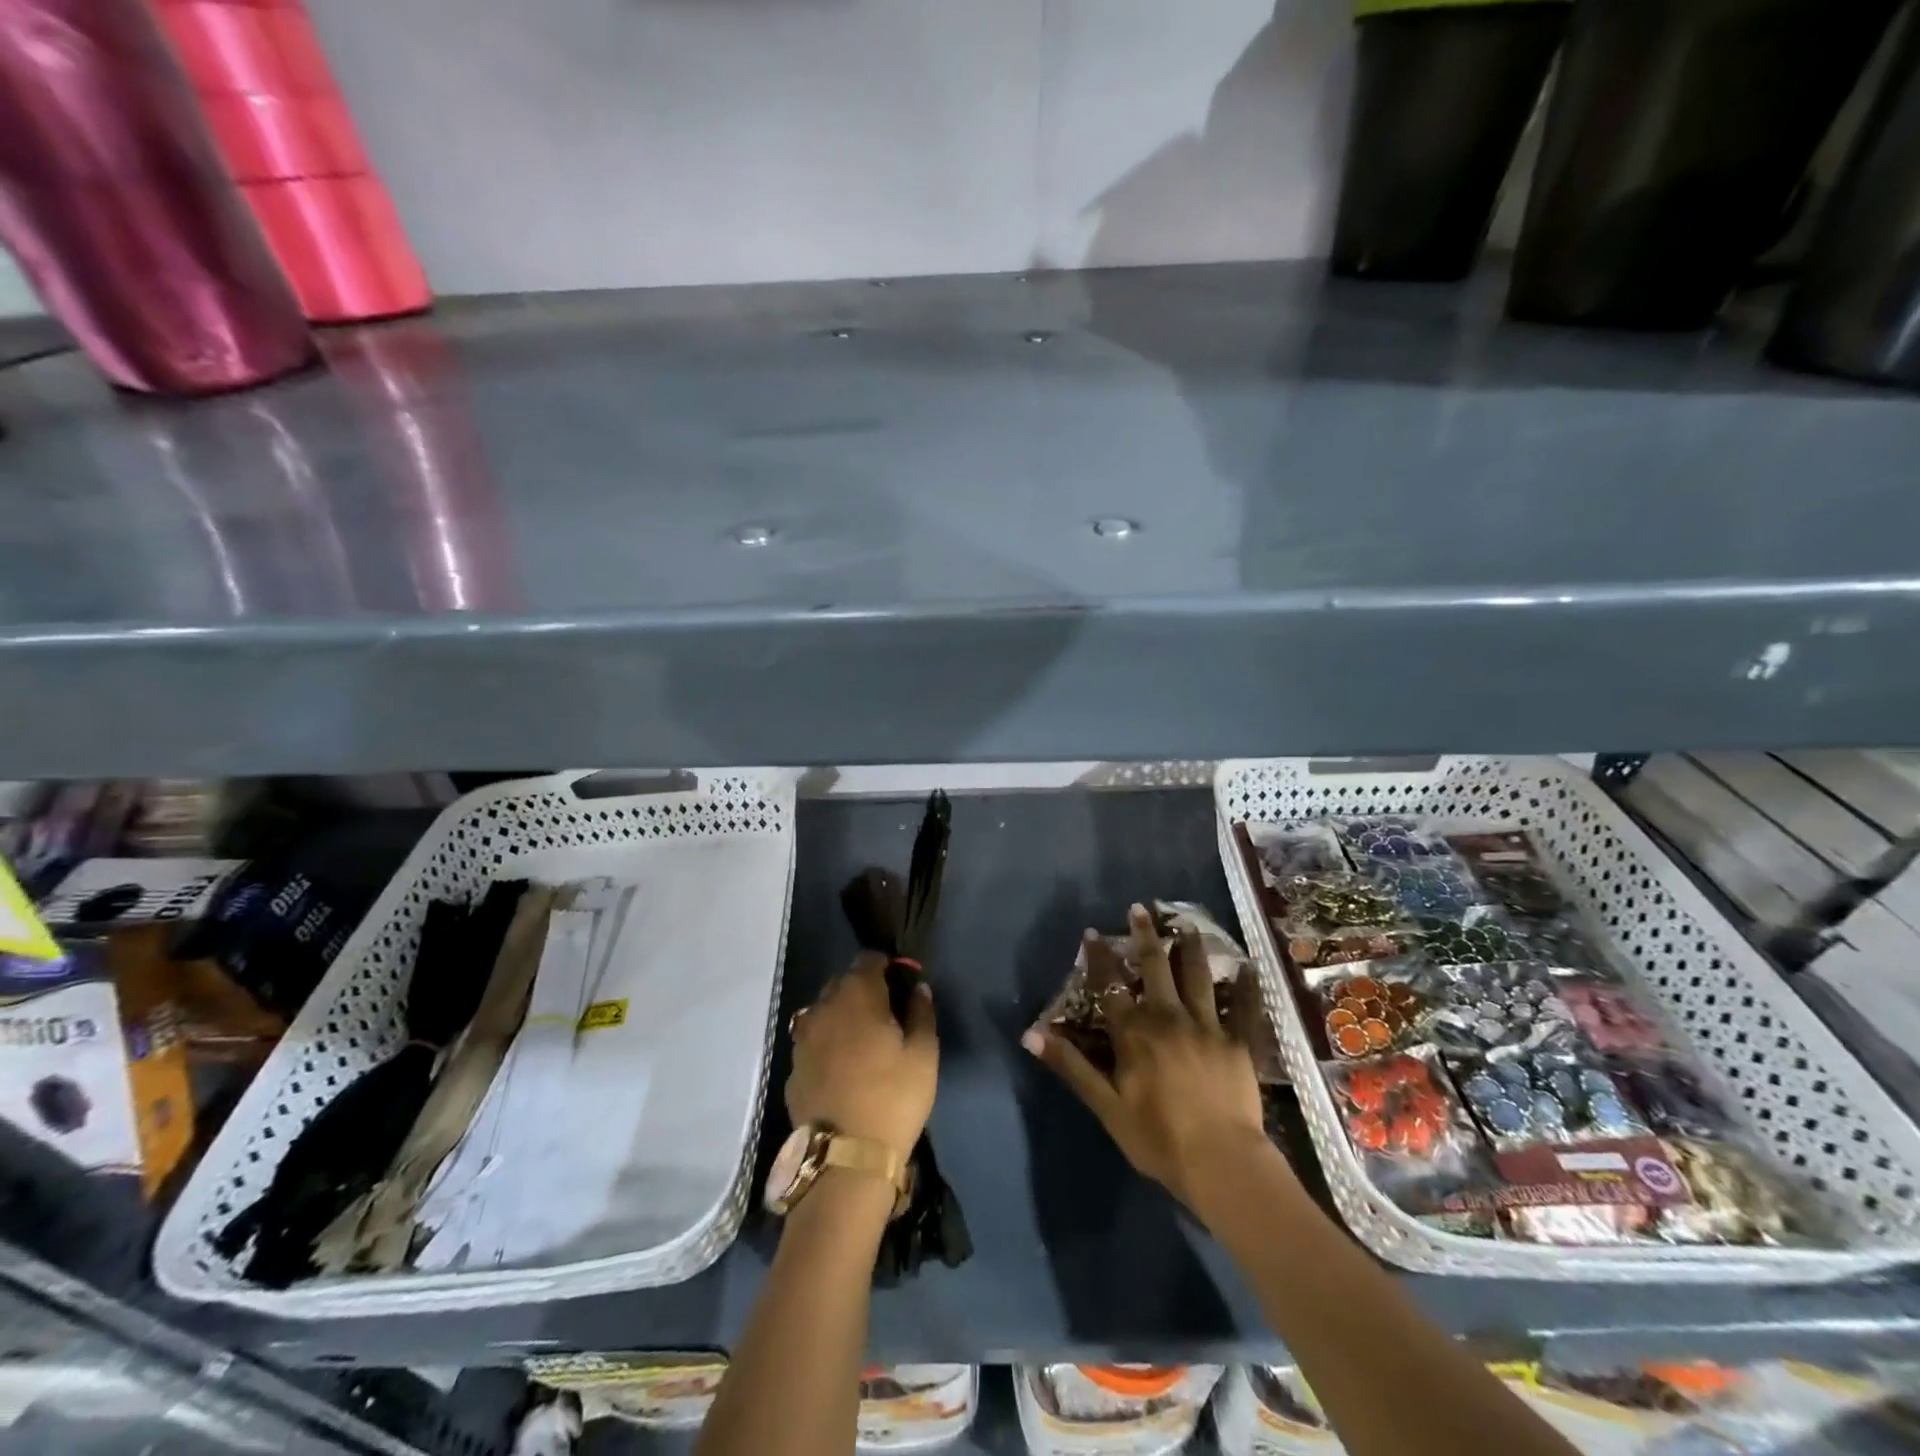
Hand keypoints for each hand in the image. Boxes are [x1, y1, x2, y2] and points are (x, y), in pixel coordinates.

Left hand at [787, 953, 938, 1162]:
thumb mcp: (924, 1055)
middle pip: (842, 982)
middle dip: (863, 989)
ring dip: (841, 1016)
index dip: (886, 966)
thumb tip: (918, 988)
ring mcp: (802, 1038)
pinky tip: (842, 1068)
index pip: (868, 959)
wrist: (845, 1159)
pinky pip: (812, 1042)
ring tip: (862, 1042)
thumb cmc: (893, 1098)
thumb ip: (922, 1013)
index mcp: (857, 994)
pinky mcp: (792, 1068)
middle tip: (885, 1015)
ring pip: (823, 1011)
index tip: (901, 984)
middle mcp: (823, 1007)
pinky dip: (827, 1044)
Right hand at [1024, 904, 1270, 1213]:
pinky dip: (1248, 986)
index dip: (1100, 958)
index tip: (1092, 932)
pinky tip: (1250, 967)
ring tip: (1187, 925)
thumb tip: (1030, 1034)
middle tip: (1140, 910)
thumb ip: (1071, 1066)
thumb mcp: (1106, 1105)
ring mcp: (1207, 1026)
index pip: (1111, 986)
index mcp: (1135, 1032)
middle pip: (1155, 968)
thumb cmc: (1158, 1138)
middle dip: (1145, 936)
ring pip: (1197, 977)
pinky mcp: (1239, 1042)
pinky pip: (1245, 1008)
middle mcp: (1168, 1017)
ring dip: (1190, 949)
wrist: (1221, 1163)